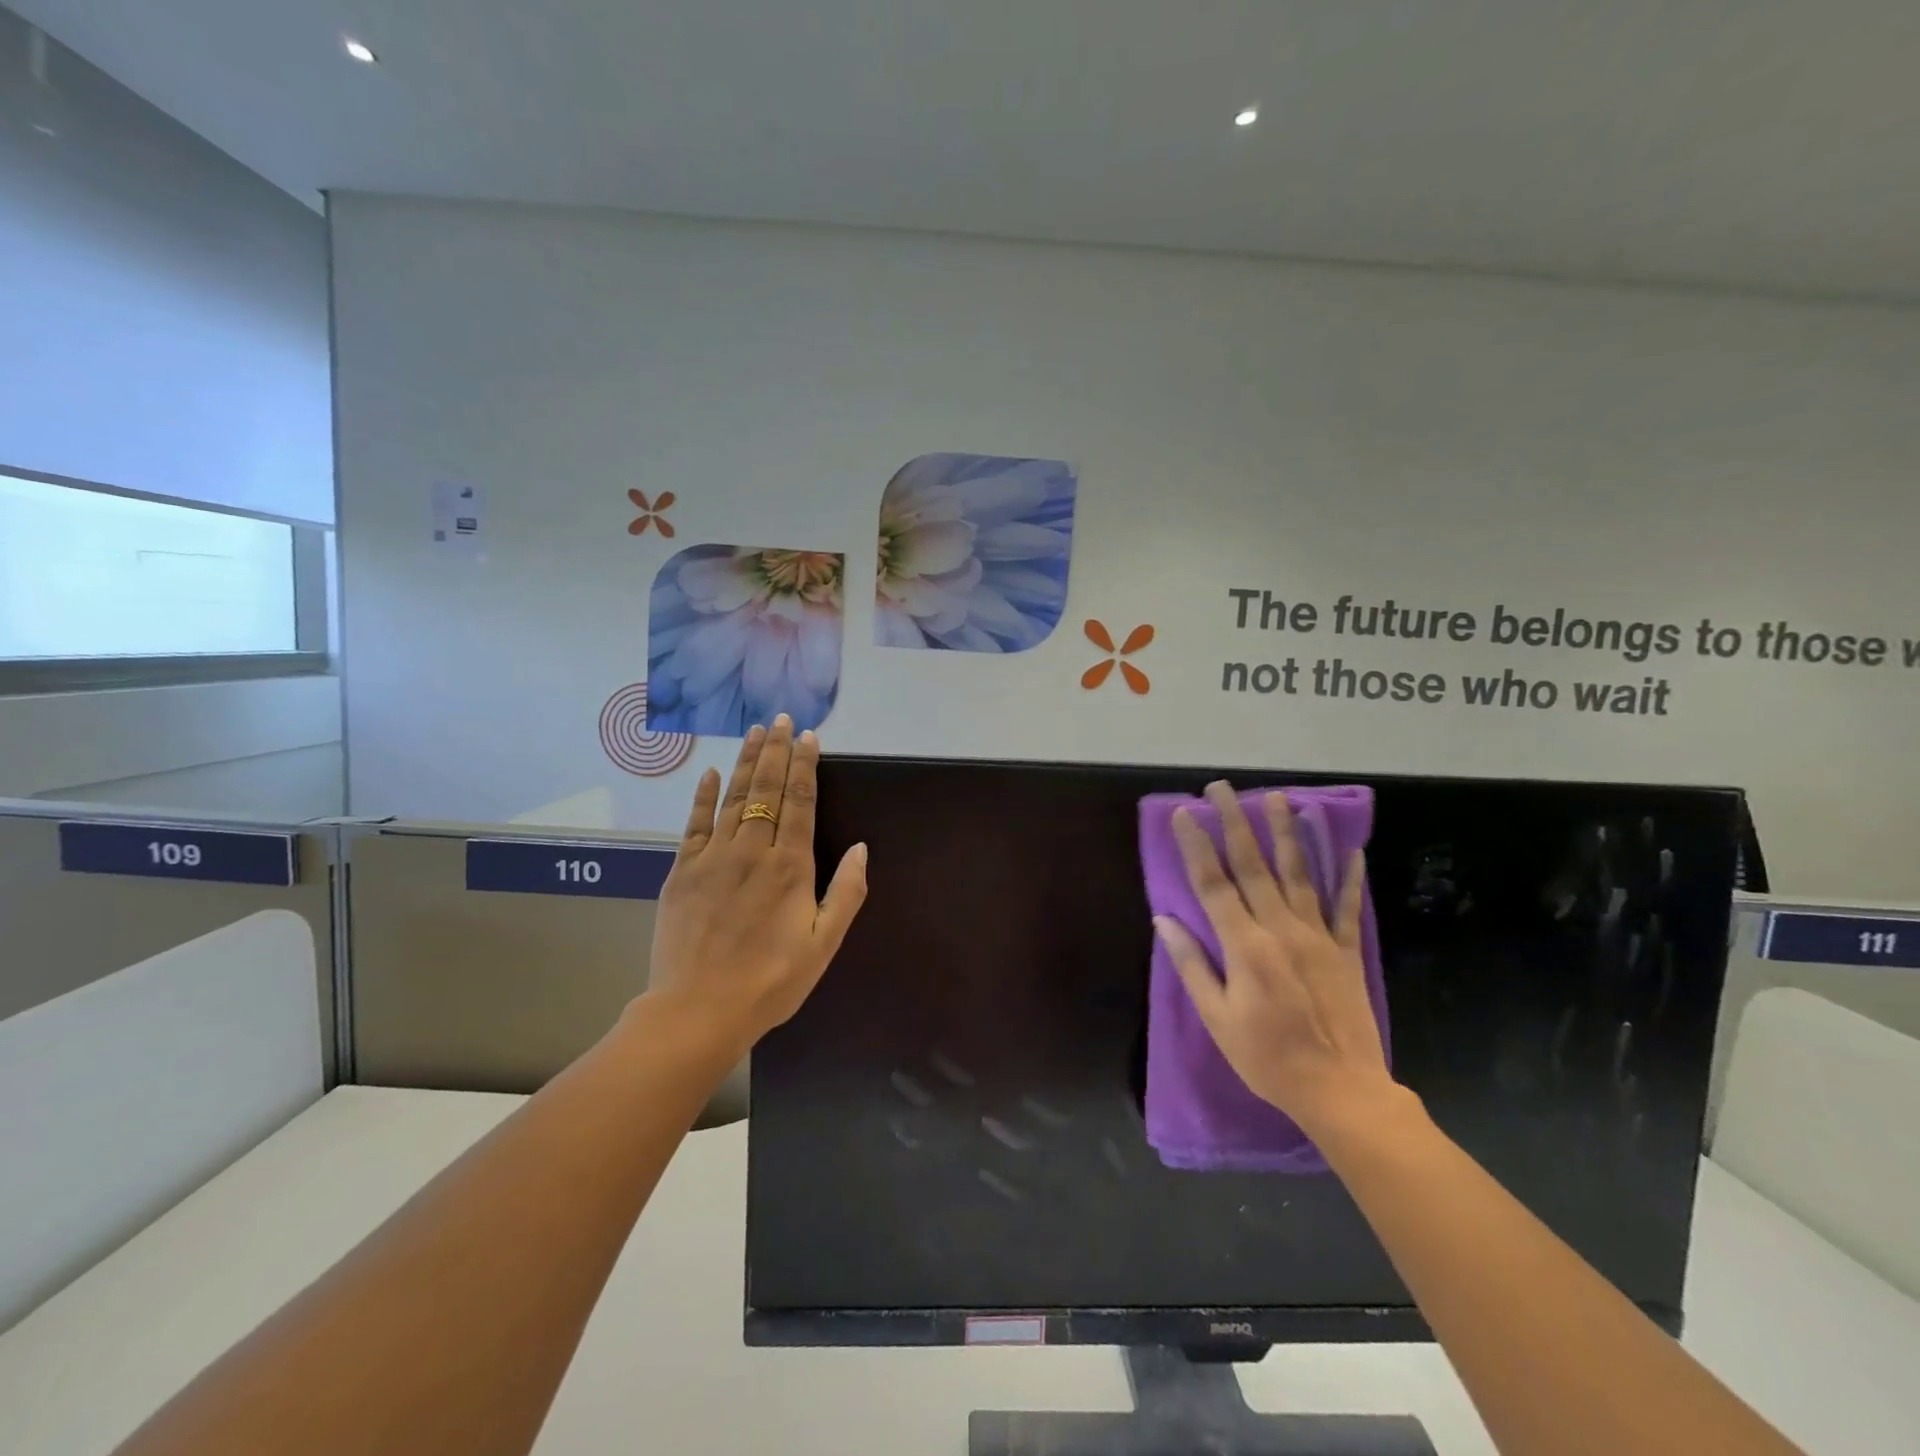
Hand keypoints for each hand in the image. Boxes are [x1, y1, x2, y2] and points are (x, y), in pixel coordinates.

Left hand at [645, 716, 867, 1055]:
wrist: (698, 1010)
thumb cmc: (771, 981)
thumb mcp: (824, 944)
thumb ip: (846, 893)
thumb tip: (861, 848)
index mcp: (790, 866)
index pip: (800, 801)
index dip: (804, 765)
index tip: (808, 736)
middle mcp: (752, 850)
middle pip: (765, 789)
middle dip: (775, 751)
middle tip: (781, 720)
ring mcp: (713, 857)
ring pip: (732, 798)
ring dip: (745, 762)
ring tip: (754, 732)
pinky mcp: (682, 871)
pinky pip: (693, 824)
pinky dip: (702, 796)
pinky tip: (709, 774)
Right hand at [1155, 781, 1402, 1141]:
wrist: (1341, 1091)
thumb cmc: (1268, 1058)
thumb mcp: (1217, 1019)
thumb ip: (1192, 965)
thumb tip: (1164, 921)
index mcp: (1245, 946)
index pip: (1213, 884)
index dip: (1197, 846)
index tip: (1184, 813)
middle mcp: (1281, 929)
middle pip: (1254, 866)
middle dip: (1236, 823)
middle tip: (1223, 789)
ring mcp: (1318, 937)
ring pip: (1299, 873)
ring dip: (1288, 833)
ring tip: (1279, 798)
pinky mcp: (1346, 951)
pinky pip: (1346, 906)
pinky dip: (1348, 876)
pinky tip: (1350, 847)